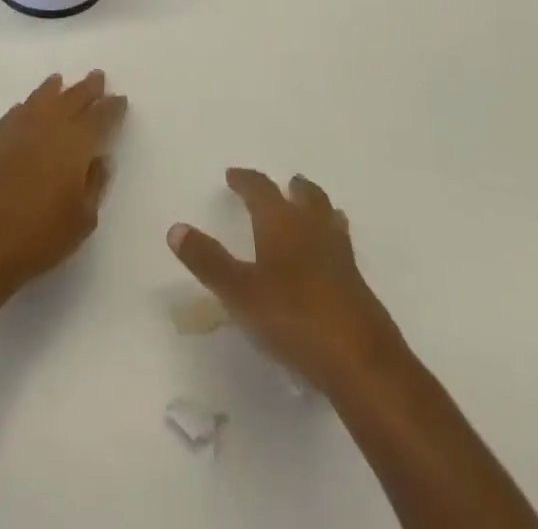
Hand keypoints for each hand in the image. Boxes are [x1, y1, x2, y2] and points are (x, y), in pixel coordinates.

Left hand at [0, 71, 126, 302]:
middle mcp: (48, 126)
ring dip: (54, 89)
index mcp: (75, 142)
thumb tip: (100, 159)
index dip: (111, 107)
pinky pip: (16, 113)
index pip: (99, 116)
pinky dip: (26, 107)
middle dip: (87, 88)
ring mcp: (19, 130)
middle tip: (97, 77)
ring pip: (41, 98)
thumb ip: (95, 184)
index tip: (120, 99)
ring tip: (59, 81)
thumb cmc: (41, 236)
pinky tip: (26, 108)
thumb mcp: (83, 219)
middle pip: (72, 98)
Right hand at [168, 168, 403, 395]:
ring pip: (328, 217)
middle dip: (291, 188)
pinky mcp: (358, 284)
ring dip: (316, 208)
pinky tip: (326, 260)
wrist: (362, 361)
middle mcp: (313, 229)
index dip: (246, 180)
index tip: (233, 175)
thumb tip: (175, 227)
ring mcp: (340, 255)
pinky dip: (330, 239)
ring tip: (309, 210)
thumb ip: (208, 260)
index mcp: (282, 222)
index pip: (261, 188)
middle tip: (283, 184)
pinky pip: (341, 246)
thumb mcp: (239, 292)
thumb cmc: (293, 318)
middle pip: (305, 195)